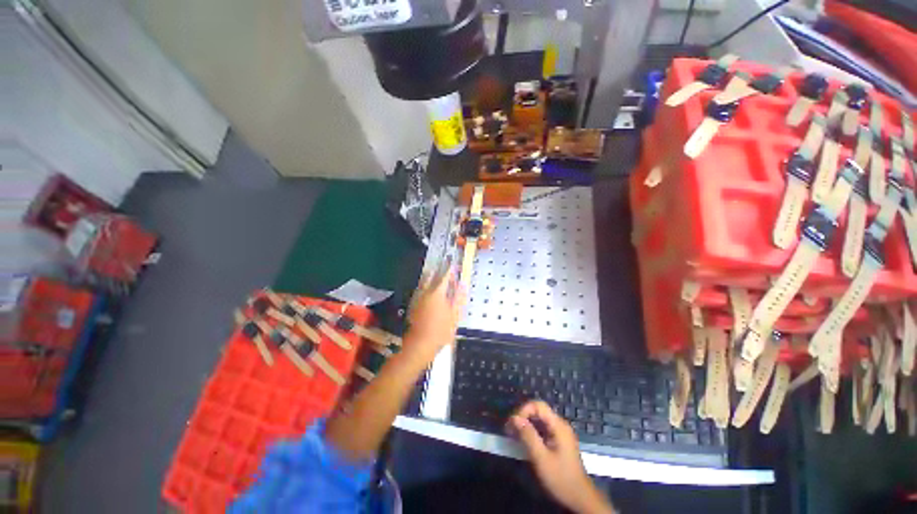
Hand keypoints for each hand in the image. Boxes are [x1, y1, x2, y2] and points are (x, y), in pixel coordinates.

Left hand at [404, 268, 466, 362]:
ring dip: (433, 280)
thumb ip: (459, 297)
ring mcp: (418, 298)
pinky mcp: (413, 305)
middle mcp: (425, 292)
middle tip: (448, 275)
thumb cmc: (441, 330)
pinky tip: (432, 295)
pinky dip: (428, 289)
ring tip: (441, 283)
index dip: (450, 269)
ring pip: (425, 283)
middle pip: (432, 277)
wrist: (420, 344)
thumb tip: (463, 284)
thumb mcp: (455, 314)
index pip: (445, 276)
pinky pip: (421, 291)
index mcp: (437, 292)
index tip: (454, 264)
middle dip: (440, 273)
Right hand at [507, 401, 614, 513]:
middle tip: (509, 429)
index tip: (512, 423)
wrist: (580, 499)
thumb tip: (514, 418)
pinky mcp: (558, 441)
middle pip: (538, 411)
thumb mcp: (541, 458)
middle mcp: (560, 425)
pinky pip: (543, 429)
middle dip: (523, 417)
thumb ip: (528, 436)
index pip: (538, 405)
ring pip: (540, 420)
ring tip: (513, 434)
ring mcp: (560, 433)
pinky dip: (532, 431)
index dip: (524, 410)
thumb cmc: (560, 478)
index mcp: (558, 426)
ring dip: (526, 424)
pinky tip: (524, 440)